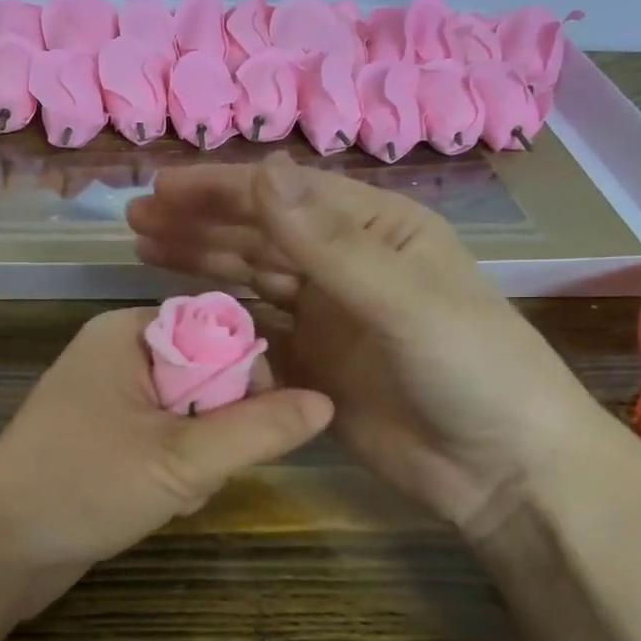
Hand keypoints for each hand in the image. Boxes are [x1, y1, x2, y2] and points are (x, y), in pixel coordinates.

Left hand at [0, 307, 332, 621]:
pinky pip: (163, 441)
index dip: (249, 377)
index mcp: (127, 332)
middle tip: (201, 472)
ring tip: (174, 495)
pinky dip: (172, 472)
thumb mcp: (181, 459)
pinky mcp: (102, 439)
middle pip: (208, 375)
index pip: (218, 329)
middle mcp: (116, 354)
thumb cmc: (83, 486)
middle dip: (218, 431)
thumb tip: (326, 401)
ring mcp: (106, 398)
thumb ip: (257, 430)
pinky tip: (158, 504)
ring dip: (197, 460)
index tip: (256, 431)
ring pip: (190, 416)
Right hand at [127, 153, 611, 532]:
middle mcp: (345, 266)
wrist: (503, 471)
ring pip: (250, 280)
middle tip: (137, 218)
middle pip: (258, 235)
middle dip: (198, 223)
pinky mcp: (313, 366)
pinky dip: (220, 322)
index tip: (160, 187)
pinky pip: (256, 334)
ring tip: (144, 251)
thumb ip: (328, 242)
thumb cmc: (472, 368)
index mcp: (375, 230)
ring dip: (200, 263)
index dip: (220, 190)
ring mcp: (327, 318)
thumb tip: (263, 170)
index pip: (284, 197)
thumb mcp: (403, 300)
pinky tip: (182, 314)